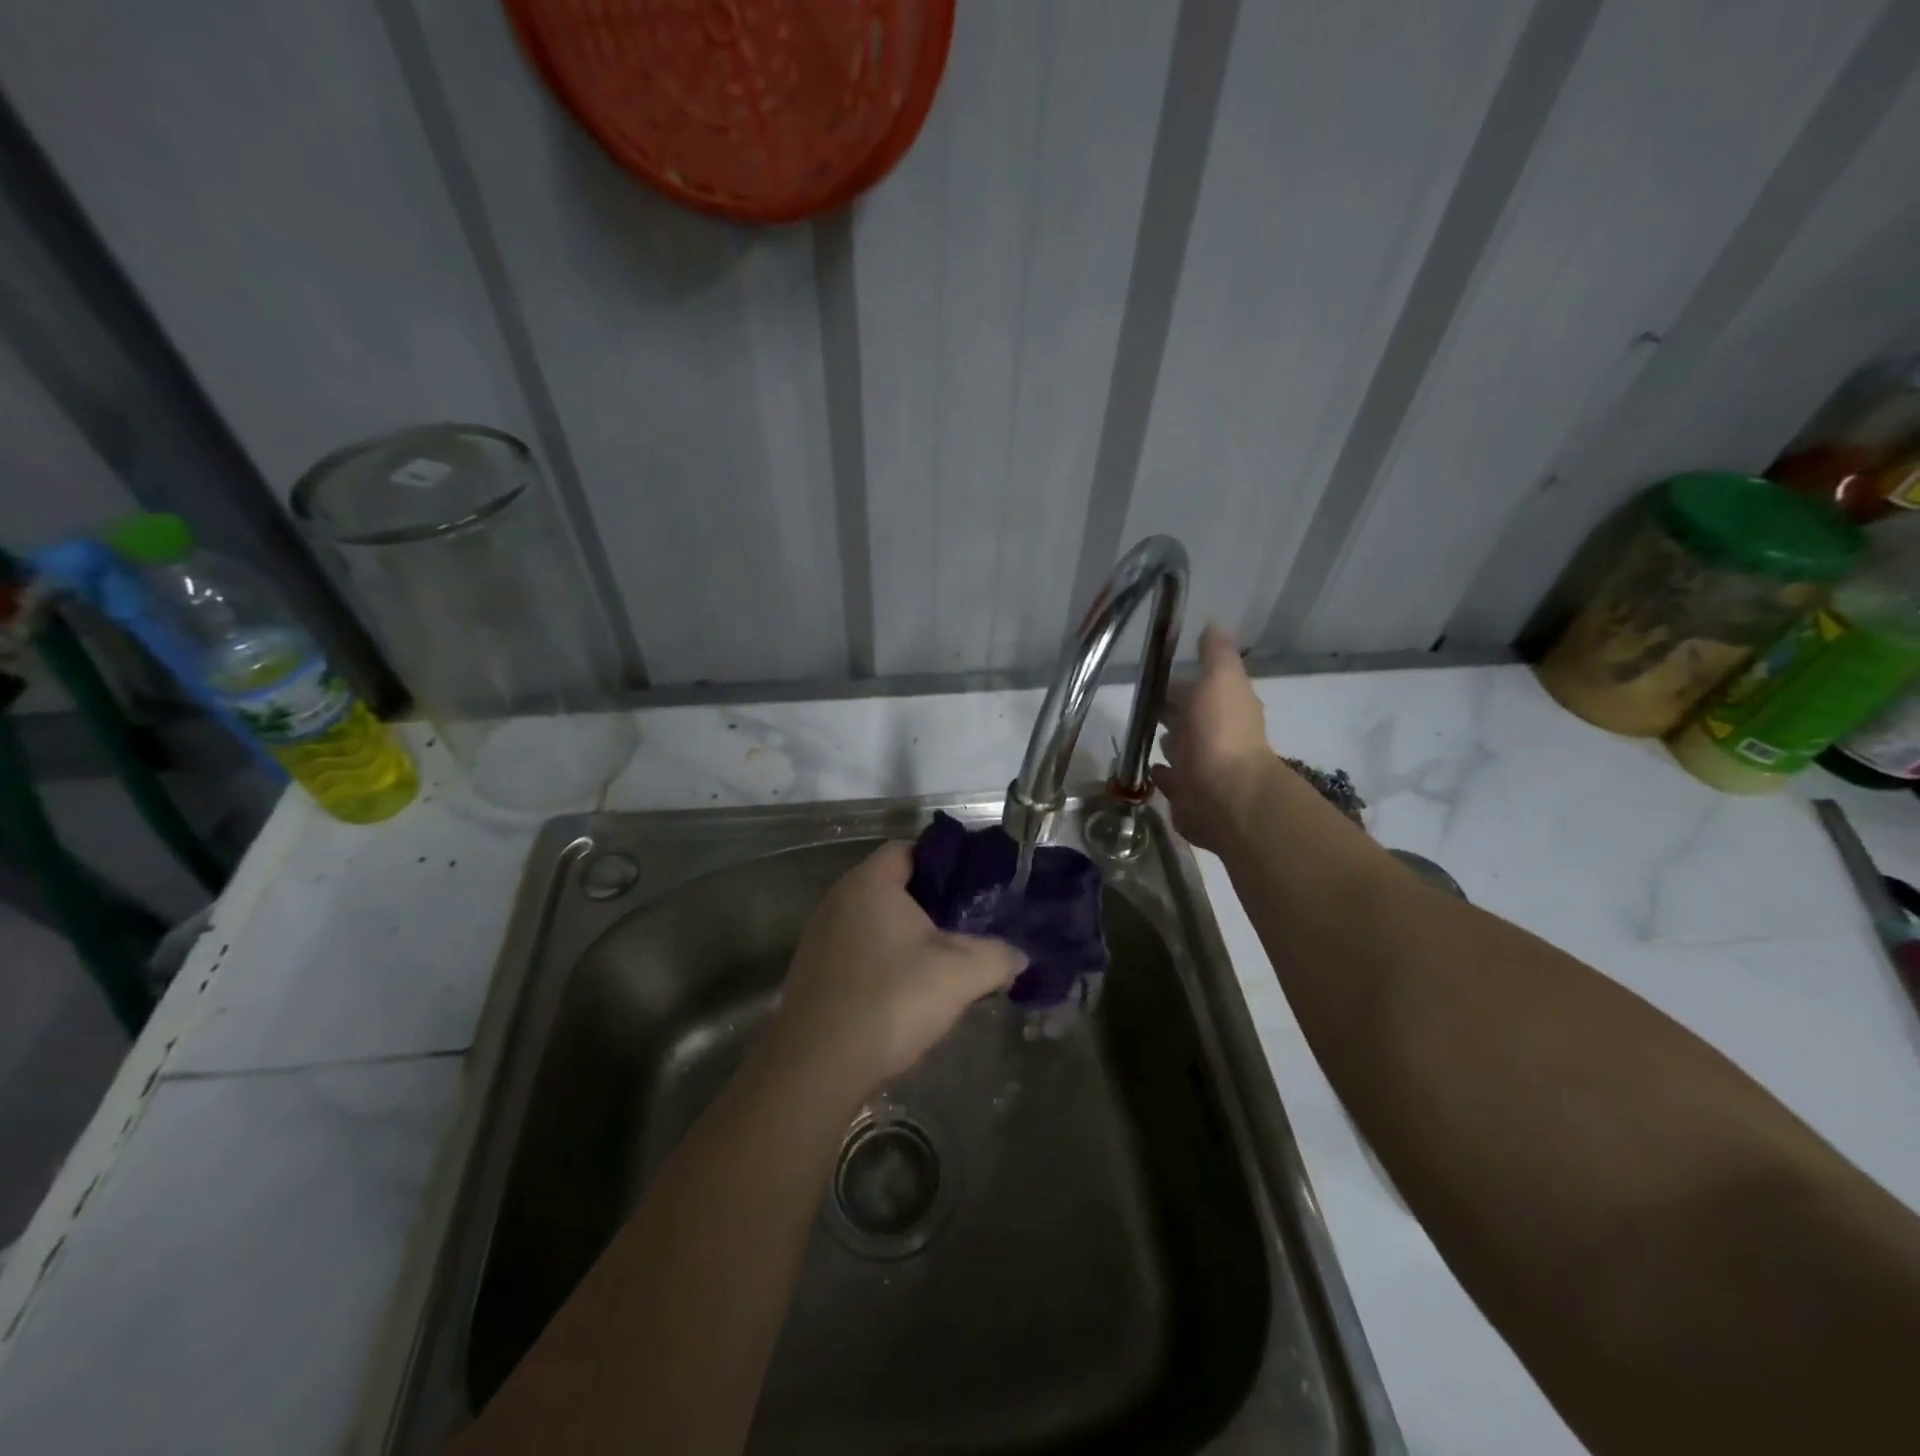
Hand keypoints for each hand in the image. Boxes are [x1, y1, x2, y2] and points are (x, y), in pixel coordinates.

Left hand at [767, 842, 1026, 1095]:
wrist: (815, 1067)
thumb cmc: (889, 1001)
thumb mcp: (959, 975)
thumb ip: (998, 957)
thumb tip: (1019, 956)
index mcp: (870, 883)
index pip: (910, 850)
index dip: (944, 864)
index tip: (973, 891)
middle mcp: (838, 899)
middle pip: (893, 885)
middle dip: (930, 904)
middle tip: (965, 928)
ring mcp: (820, 935)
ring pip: (875, 921)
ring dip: (905, 937)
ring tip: (939, 964)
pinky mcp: (812, 970)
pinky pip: (856, 949)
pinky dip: (882, 960)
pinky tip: (903, 993)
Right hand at [1153, 624, 1276, 852]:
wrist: (1225, 794)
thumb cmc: (1220, 731)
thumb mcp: (1220, 679)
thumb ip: (1216, 654)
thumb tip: (1216, 623)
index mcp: (1224, 705)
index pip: (1197, 690)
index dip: (1178, 685)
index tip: (1152, 679)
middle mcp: (1215, 735)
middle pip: (1187, 719)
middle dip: (1170, 713)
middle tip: (1142, 707)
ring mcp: (1201, 767)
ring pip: (1179, 749)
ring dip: (1167, 742)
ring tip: (1141, 736)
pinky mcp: (1186, 795)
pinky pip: (1170, 780)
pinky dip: (1161, 773)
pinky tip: (1149, 769)